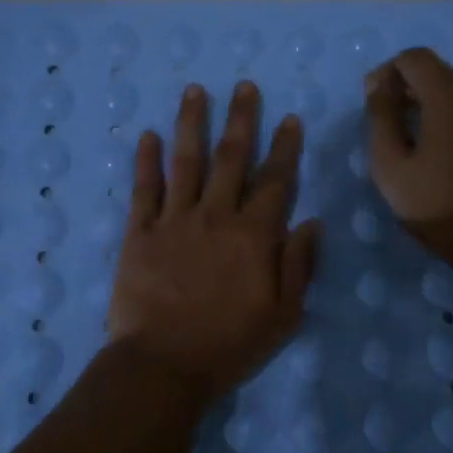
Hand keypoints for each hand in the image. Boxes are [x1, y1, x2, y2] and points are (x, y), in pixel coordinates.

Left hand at [108, 81, 321, 403]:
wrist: (163, 366)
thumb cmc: (229, 345)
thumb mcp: (283, 316)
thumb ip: (298, 265)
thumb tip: (312, 222)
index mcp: (254, 235)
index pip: (275, 180)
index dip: (284, 147)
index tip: (289, 118)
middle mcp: (216, 215)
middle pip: (231, 158)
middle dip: (241, 119)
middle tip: (244, 86)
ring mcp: (174, 220)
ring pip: (186, 161)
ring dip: (192, 123)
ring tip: (195, 91)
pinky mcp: (140, 233)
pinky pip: (144, 189)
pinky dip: (146, 160)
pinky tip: (148, 135)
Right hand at [364, 47, 452, 268]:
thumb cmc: (445, 209)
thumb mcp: (392, 169)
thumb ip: (381, 118)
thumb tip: (379, 85)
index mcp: (450, 92)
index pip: (413, 58)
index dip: (388, 73)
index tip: (378, 102)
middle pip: (445, 74)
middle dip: (418, 92)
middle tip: (403, 129)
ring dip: (452, 108)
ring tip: (441, 146)